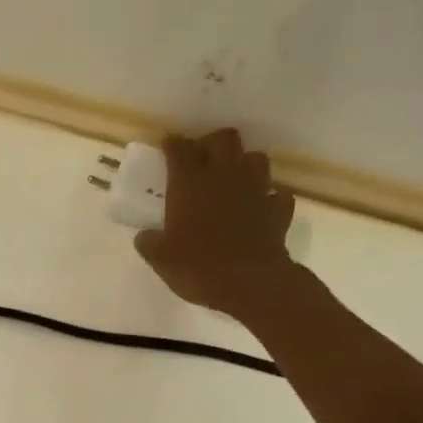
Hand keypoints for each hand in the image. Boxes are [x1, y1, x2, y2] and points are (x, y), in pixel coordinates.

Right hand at [135, 129, 297, 318]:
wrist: (252, 284)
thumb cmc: (200, 267)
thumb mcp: (162, 260)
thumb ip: (150, 244)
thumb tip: (144, 237)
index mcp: (190, 183)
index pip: (180, 148)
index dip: (173, 144)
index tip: (168, 148)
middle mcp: (224, 176)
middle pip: (224, 138)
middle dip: (213, 143)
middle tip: (202, 160)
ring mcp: (256, 190)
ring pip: (256, 158)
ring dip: (244, 164)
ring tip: (233, 180)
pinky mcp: (278, 210)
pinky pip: (277, 194)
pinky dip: (269, 197)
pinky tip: (261, 207)